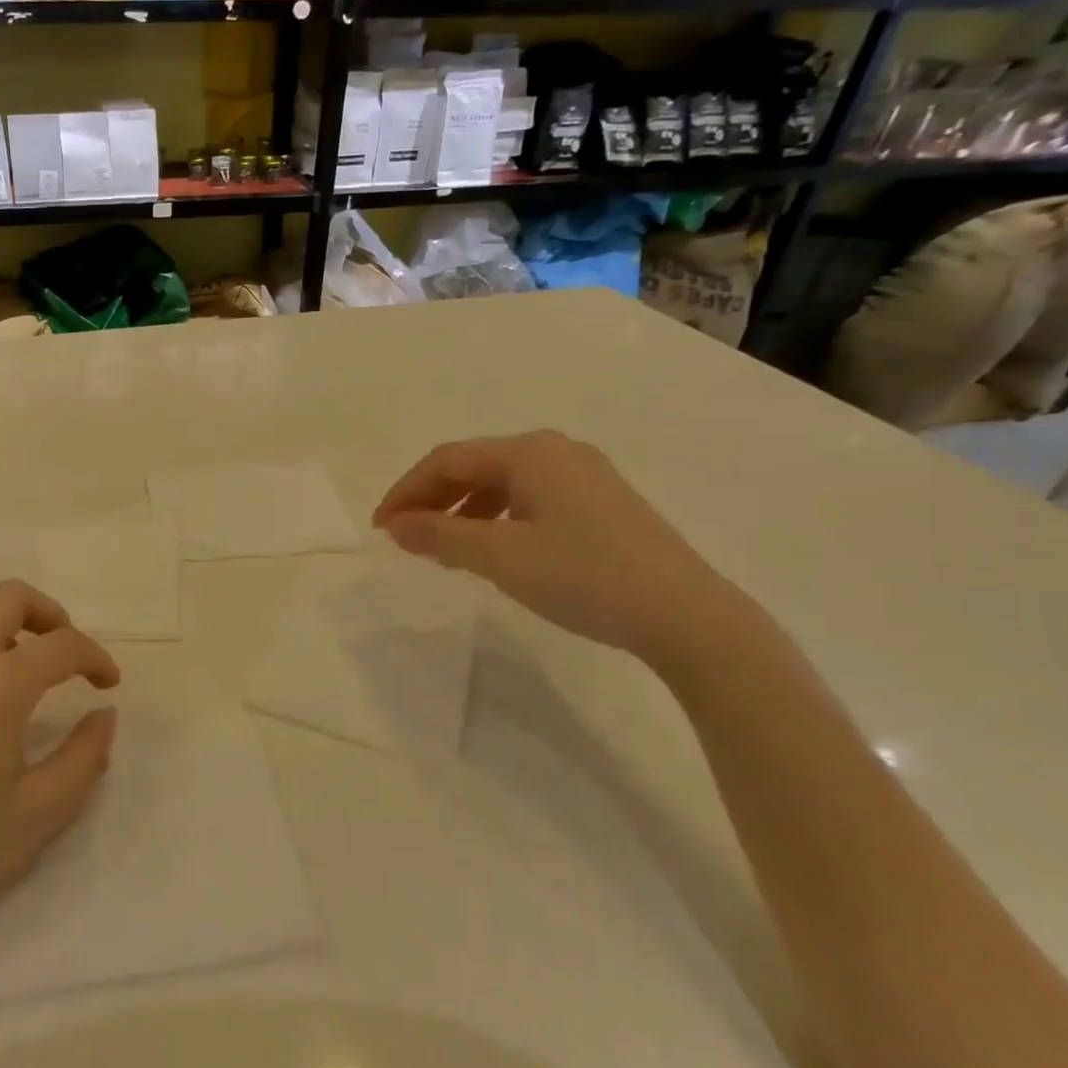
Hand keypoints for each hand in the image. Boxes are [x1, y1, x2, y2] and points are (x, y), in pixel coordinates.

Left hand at [0, 581, 120, 960]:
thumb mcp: (37, 816)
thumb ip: (84, 758)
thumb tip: (104, 716)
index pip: (62, 645)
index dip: (95, 658)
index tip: (107, 684)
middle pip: (9, 597)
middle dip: (49, 615)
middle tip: (63, 655)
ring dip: (2, 623)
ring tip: (15, 667)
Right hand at [373, 431, 741, 662]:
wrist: (686, 615)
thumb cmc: (583, 576)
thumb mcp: (500, 557)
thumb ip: (440, 536)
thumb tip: (396, 525)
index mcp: (530, 453)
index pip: (448, 460)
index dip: (406, 491)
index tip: (380, 528)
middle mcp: (557, 452)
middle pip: (474, 466)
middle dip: (433, 500)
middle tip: (405, 538)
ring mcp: (584, 476)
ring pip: (502, 484)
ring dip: (462, 512)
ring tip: (442, 550)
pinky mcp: (601, 504)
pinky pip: (530, 500)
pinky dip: (496, 520)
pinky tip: (492, 551)